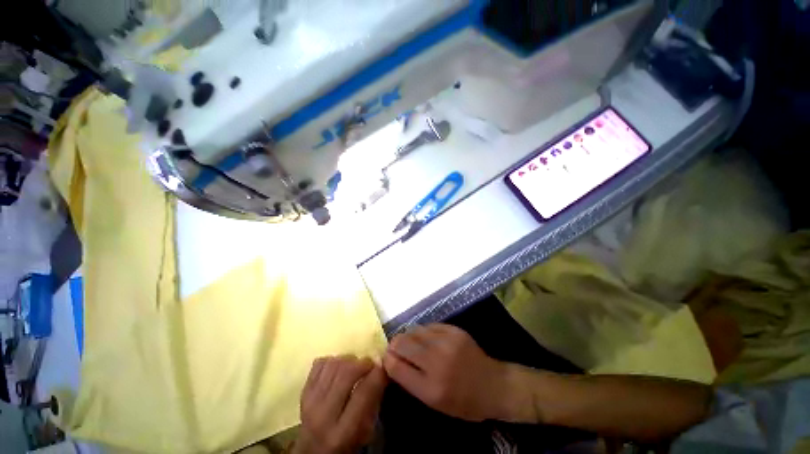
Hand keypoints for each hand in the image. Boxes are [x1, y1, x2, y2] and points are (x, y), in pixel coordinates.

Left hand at [294, 356, 387, 453]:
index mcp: (343, 432)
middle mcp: (324, 415)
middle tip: (370, 365)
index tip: (384, 366)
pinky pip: (319, 363)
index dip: (378, 374)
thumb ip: (373, 402)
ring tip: (355, 366)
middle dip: (363, 363)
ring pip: (333, 364)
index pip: (363, 392)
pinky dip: (333, 360)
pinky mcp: (303, 392)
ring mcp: (310, 402)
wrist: (313, 452)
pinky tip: (339, 368)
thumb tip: (382, 371)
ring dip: (349, 360)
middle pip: (346, 373)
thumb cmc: (346, 444)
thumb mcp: (366, 432)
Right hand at [383, 324, 518, 421]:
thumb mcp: (434, 402)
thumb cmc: (463, 401)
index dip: (387, 360)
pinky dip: (422, 332)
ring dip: (408, 337)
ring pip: (413, 331)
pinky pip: (428, 326)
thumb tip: (391, 360)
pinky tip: (426, 338)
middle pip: (402, 343)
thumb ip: (410, 381)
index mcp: (431, 388)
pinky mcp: (453, 330)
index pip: (396, 367)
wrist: (493, 384)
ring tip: (411, 343)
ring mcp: (446, 342)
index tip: (386, 359)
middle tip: (396, 349)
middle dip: (394, 345)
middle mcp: (437, 362)